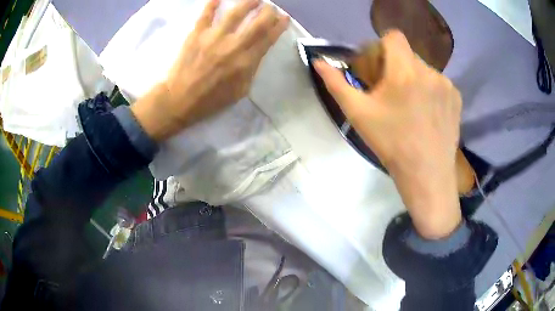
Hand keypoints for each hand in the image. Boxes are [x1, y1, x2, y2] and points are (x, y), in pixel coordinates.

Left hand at [132, 0, 288, 140]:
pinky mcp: (196, 34)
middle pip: (257, 23)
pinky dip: (213, 4)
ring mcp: (213, 38)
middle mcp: (233, 46)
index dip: (279, 26)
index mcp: (245, 62)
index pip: (268, 39)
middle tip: (271, 6)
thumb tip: (257, 51)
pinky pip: (206, 14)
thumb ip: (251, 69)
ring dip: (248, 3)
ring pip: (235, 14)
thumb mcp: (240, 90)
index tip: (285, 18)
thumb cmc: (211, 99)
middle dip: (268, 12)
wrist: (180, 99)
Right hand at [315, 30, 462, 238]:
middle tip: (392, 93)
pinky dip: (431, 91)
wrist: (427, 174)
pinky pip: (439, 83)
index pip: (393, 36)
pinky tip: (428, 114)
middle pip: (408, 54)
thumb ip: (337, 84)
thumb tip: (318, 62)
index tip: (378, 67)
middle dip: (397, 66)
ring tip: (411, 107)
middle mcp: (429, 71)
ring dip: (414, 79)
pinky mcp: (457, 98)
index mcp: (404, 71)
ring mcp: (446, 84)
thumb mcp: (358, 114)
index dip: (382, 47)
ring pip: (424, 69)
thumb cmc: (391, 143)